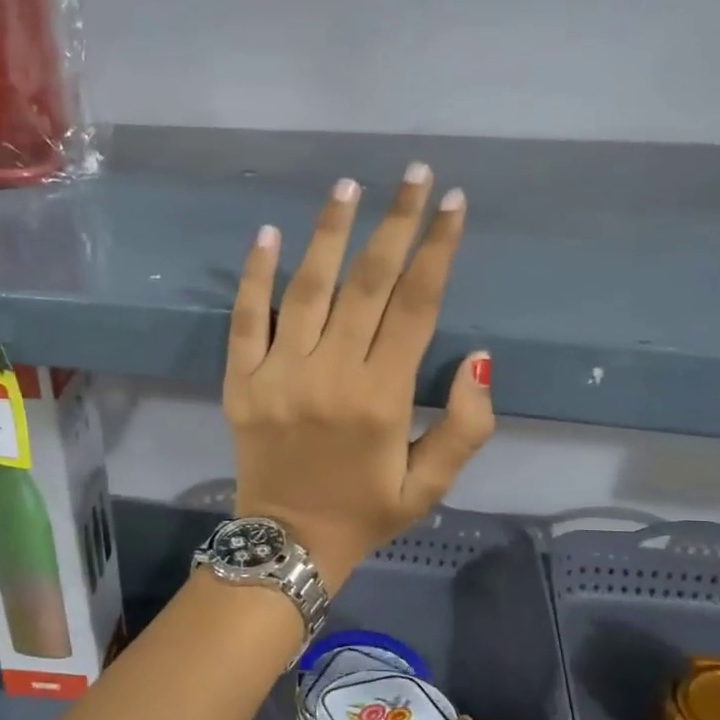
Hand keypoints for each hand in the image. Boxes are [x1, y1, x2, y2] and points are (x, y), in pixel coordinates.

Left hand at [225, 163, 494, 589]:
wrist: (287, 545)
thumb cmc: (364, 514)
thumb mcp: (429, 486)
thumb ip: (465, 428)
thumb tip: (480, 359)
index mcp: (382, 398)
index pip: (416, 305)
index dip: (437, 249)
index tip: (452, 202)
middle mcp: (330, 375)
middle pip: (368, 283)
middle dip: (395, 223)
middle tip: (413, 173)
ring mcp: (278, 375)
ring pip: (307, 288)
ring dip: (330, 231)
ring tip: (348, 184)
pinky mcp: (239, 383)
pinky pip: (244, 318)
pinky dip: (255, 275)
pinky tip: (269, 232)